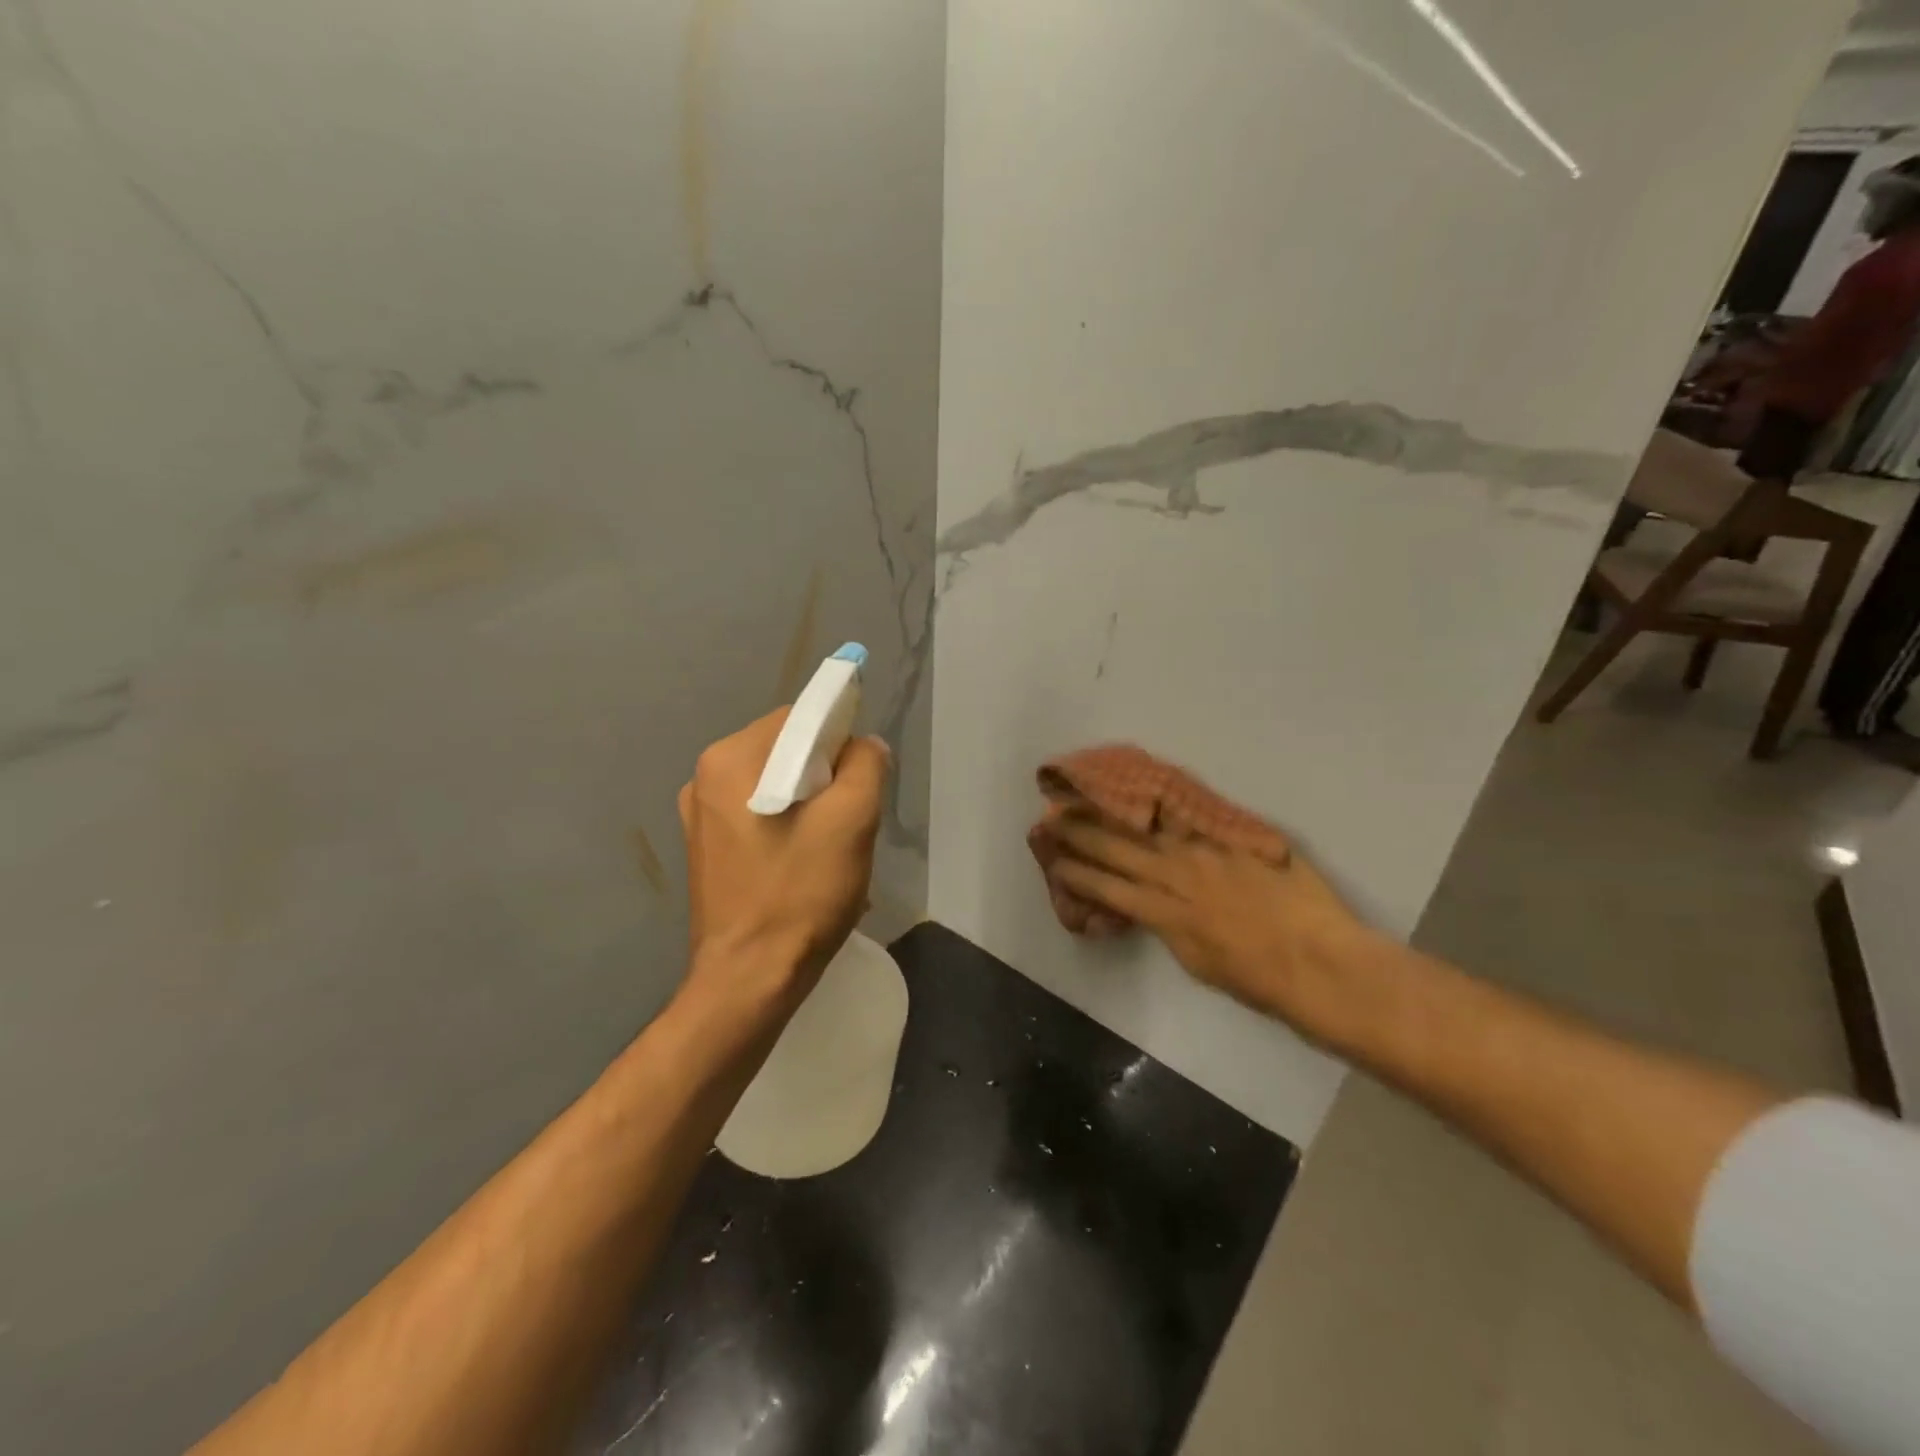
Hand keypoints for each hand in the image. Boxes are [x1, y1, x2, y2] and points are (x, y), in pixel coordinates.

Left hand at [677, 709, 888, 1011]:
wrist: (749, 981)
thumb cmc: (799, 894)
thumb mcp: (852, 820)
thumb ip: (866, 764)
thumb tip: (863, 745)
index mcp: (730, 759)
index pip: (799, 718)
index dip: (839, 740)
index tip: (859, 783)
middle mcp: (705, 778)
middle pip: (787, 751)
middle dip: (827, 778)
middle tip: (849, 823)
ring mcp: (701, 817)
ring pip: (778, 786)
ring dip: (812, 807)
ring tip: (831, 850)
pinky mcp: (708, 851)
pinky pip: (761, 817)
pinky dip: (790, 829)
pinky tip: (805, 867)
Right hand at [1049, 814, 1376, 1030]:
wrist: (1324, 964)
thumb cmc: (1263, 982)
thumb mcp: (1200, 965)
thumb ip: (1172, 930)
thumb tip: (1155, 910)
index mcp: (1166, 914)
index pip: (1108, 888)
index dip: (1077, 875)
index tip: (1055, 862)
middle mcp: (1179, 876)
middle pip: (1119, 849)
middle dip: (1081, 834)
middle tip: (1053, 818)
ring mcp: (1209, 852)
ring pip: (1151, 825)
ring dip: (1115, 810)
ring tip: (1089, 793)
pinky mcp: (1238, 839)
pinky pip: (1195, 815)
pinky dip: (1167, 803)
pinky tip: (1148, 786)